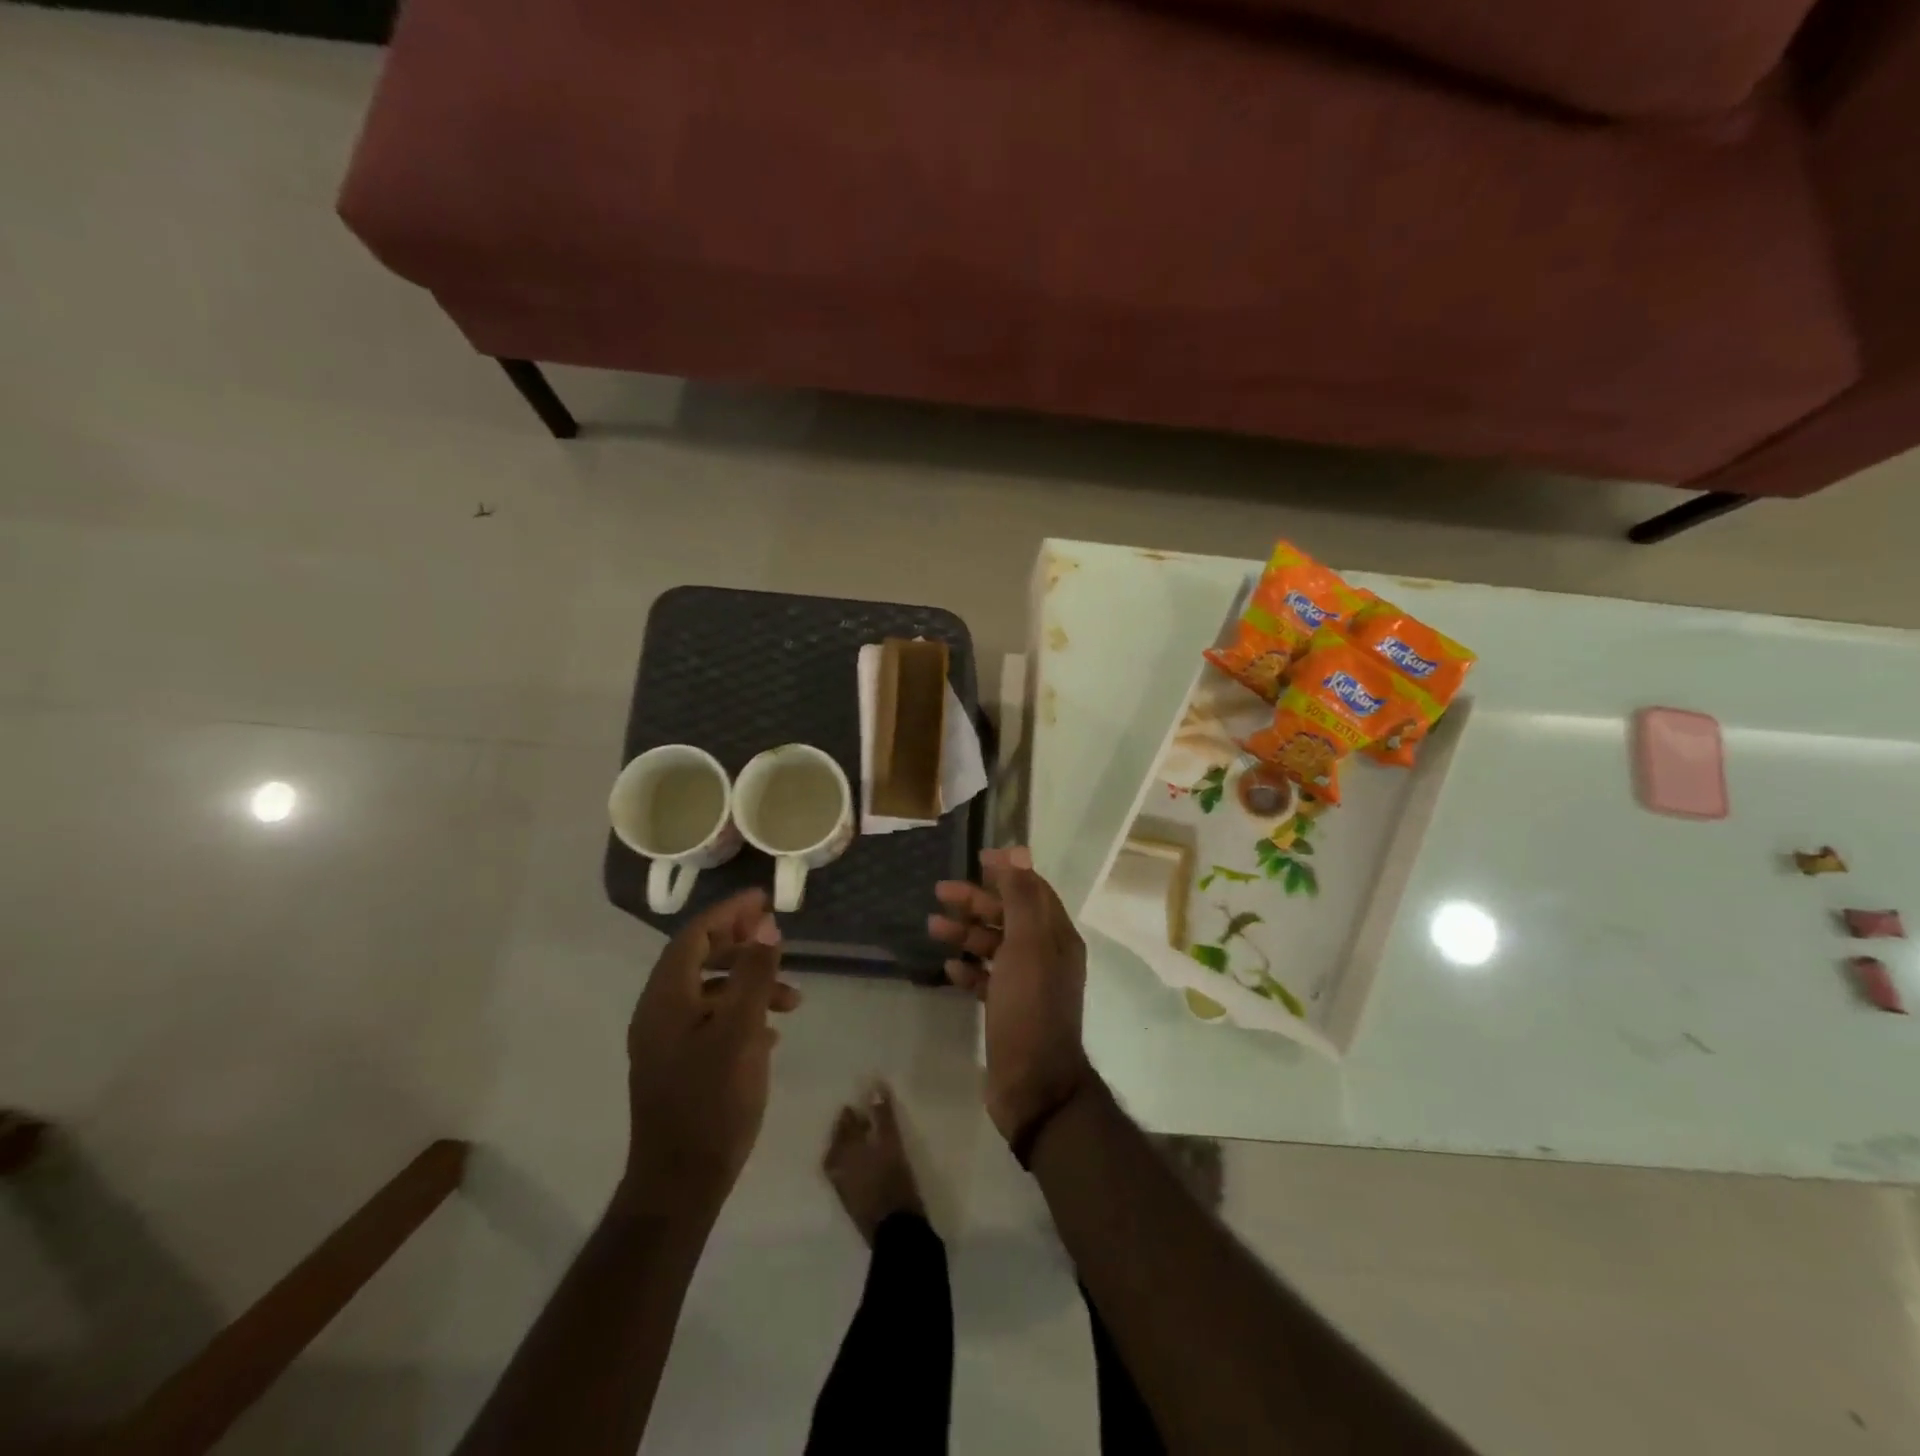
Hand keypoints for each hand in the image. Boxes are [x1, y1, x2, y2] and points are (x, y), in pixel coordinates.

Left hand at [622, 890, 799, 1209]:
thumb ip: (754, 974)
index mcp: (666, 999)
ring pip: (710, 993)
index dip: (729, 912)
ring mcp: (666, 1042)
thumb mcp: (741, 1031)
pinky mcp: (678, 1067)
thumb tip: (766, 925)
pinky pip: (711, 1021)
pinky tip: (772, 1032)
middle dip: (742, 945)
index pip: (694, 936)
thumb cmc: (712, 1101)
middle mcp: (659, 1013)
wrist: (680, 1184)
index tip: (764, 900)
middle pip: (700, 959)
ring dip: (749, 984)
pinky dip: (741, 1013)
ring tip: (794, 1001)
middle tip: (779, 939)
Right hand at [930, 847, 1091, 1143]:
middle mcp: (1046, 955)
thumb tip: (1018, 850)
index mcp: (1056, 937)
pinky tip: (949, 967)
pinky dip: (969, 969)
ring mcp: (1028, 984)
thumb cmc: (1030, 1008)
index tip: (976, 858)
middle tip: (939, 891)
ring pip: (995, 946)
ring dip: (966, 933)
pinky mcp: (1010, 1009)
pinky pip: (988, 979)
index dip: (1007, 871)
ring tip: (932, 927)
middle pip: (1009, 915)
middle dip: (976, 901)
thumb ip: (1021, 897)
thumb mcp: (1027, 945)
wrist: (1034, 1084)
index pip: (1032, 890)